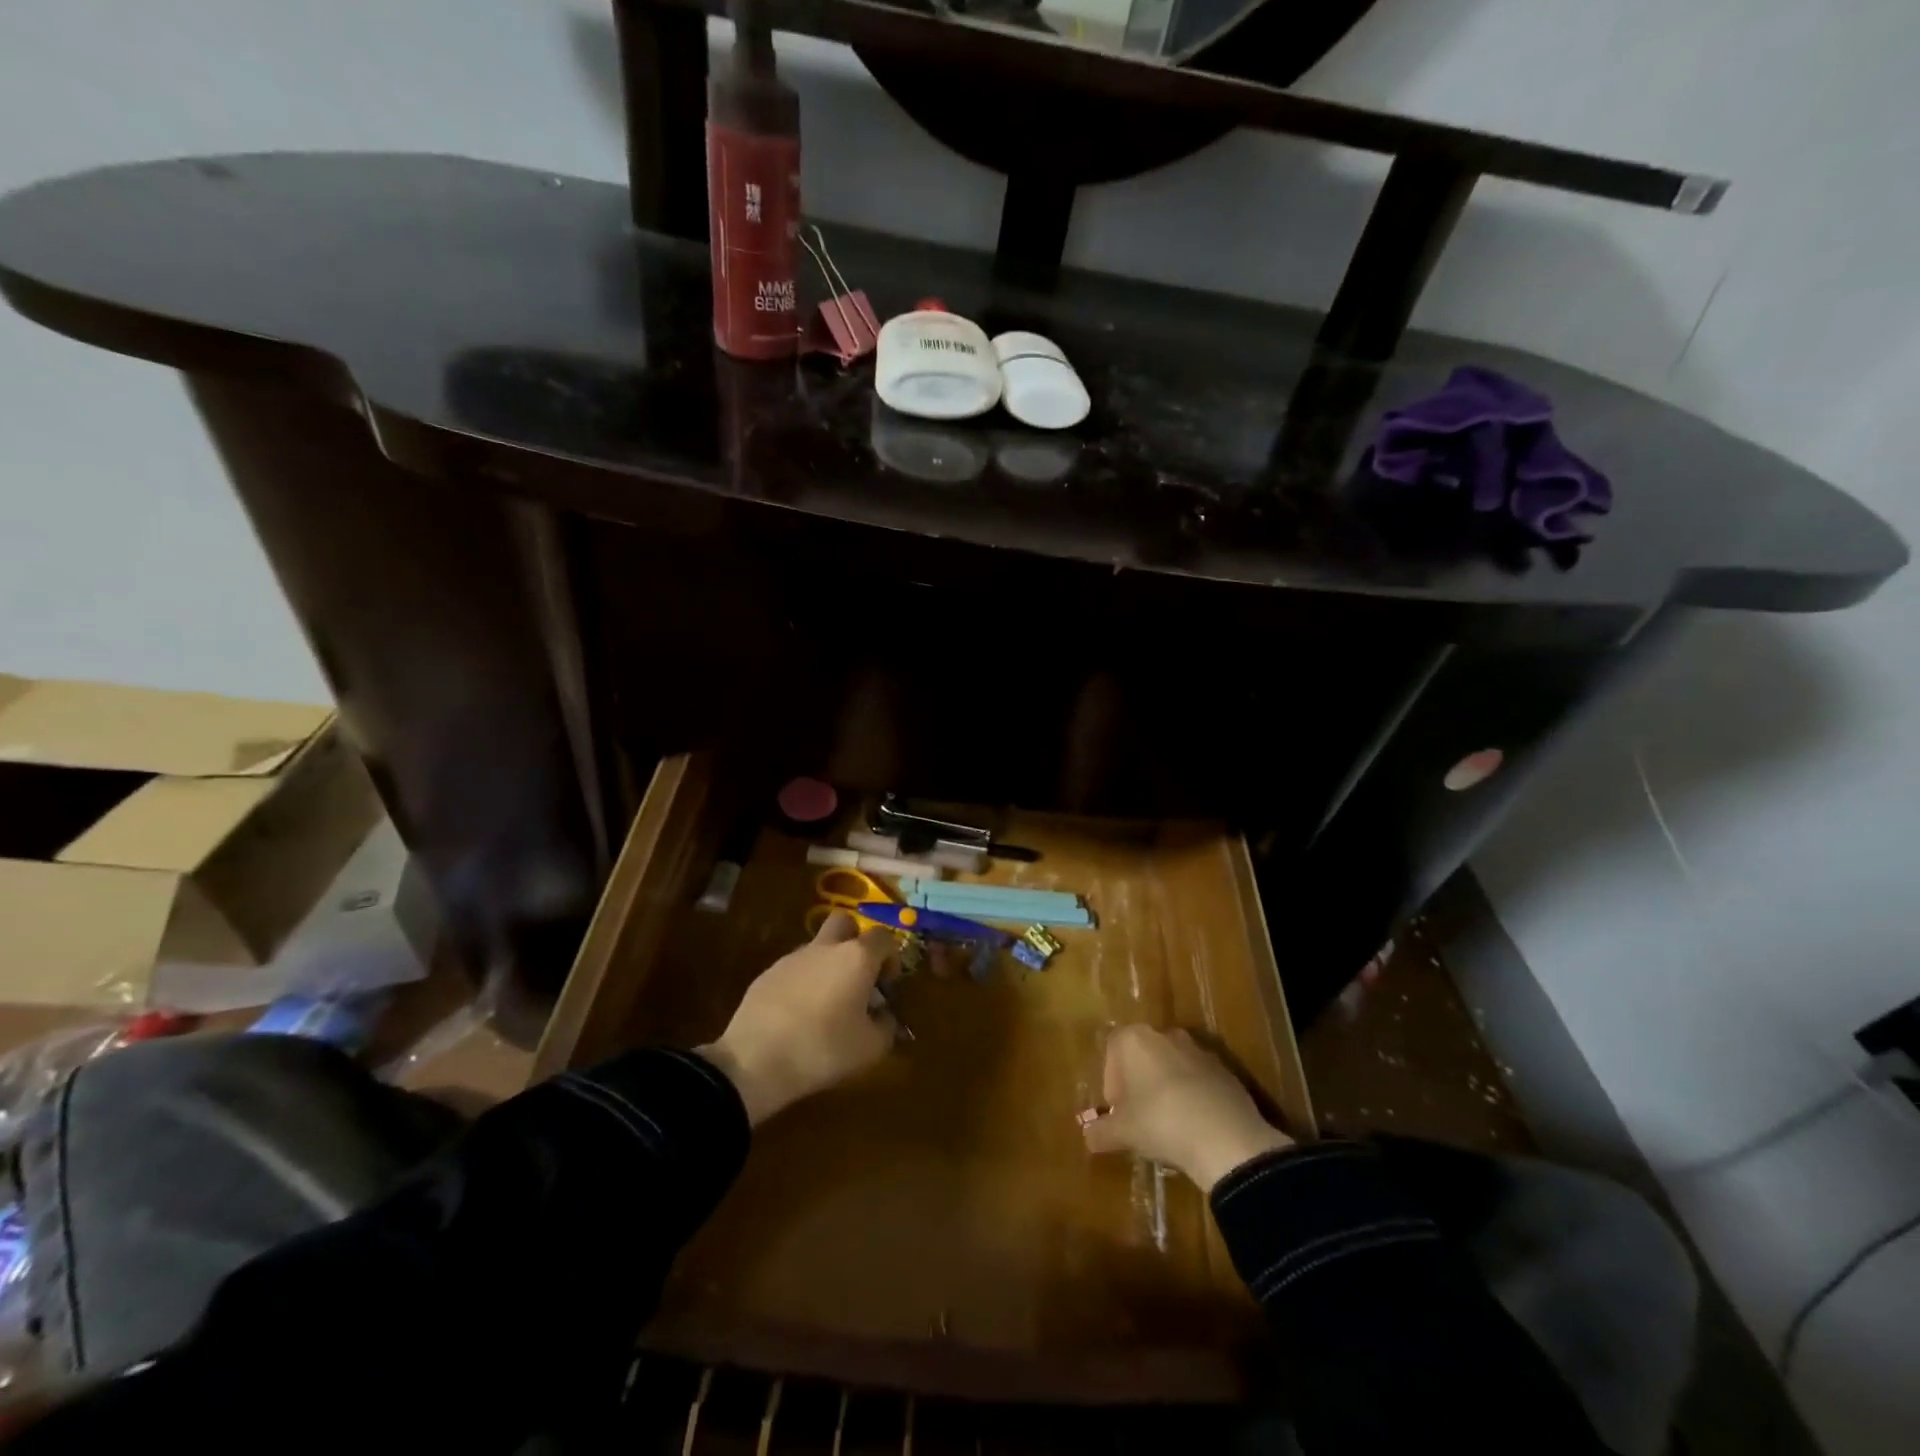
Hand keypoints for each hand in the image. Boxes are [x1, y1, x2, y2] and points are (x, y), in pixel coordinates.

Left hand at [698, 912, 899, 1124]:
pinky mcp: (766, 974)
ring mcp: (792, 958)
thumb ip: (886, 1026)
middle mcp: (825, 947)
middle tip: (857, 976)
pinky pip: (794, 969)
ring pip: (817, 947)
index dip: (891, 957)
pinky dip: (803, 983)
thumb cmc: (823, 1049)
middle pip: (845, 923)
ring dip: (827, 965)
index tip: (887, 985)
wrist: (755, 1061)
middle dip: (855, 941)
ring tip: (827, 1005)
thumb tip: (884, 1017)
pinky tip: (798, 1016)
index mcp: (856, 957)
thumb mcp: (870, 1048)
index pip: (883, 937)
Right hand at [1081, 1024, 1291, 1192]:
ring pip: (1172, 1066)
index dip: (1111, 1080)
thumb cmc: (1160, 1122)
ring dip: (1166, 1088)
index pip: (1112, 1049)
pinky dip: (1193, 1097)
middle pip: (1143, 1055)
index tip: (1117, 1110)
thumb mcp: (1122, 1133)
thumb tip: (1088, 1136)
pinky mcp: (1226, 1070)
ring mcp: (1199, 1050)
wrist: (1225, 1137)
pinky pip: (1199, 1080)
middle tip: (1138, 1117)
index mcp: (1135, 1039)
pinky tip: (1195, 1127)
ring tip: (1168, 1125)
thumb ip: (1100, 1132)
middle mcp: (1166, 1035)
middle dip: (1138, 1082)